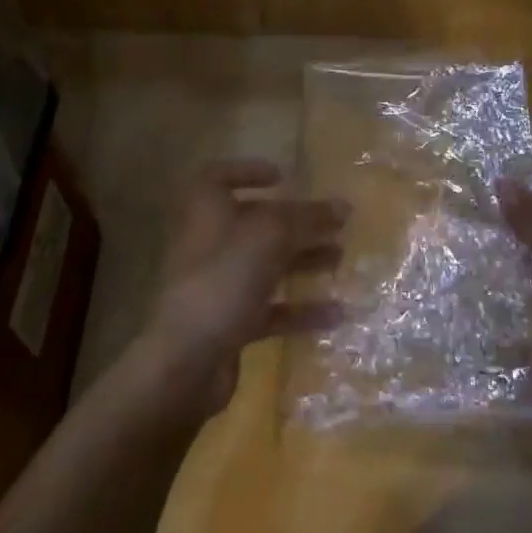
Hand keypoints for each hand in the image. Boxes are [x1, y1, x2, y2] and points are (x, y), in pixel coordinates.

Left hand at [135, 158, 347, 418]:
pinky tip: (336, 313)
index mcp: (206, 208)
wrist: (187, 361)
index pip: (220, 176)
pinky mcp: (228, 323)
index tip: (283, 177)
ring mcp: (217, 284)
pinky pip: (269, 308)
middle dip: (296, 223)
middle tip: (334, 224)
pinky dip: (299, 308)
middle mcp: (208, 241)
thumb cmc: (225, 276)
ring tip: (341, 259)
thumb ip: (308, 217)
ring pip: (266, 265)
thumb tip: (344, 206)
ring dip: (303, 260)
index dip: (249, 171)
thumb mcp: (271, 235)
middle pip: (256, 223)